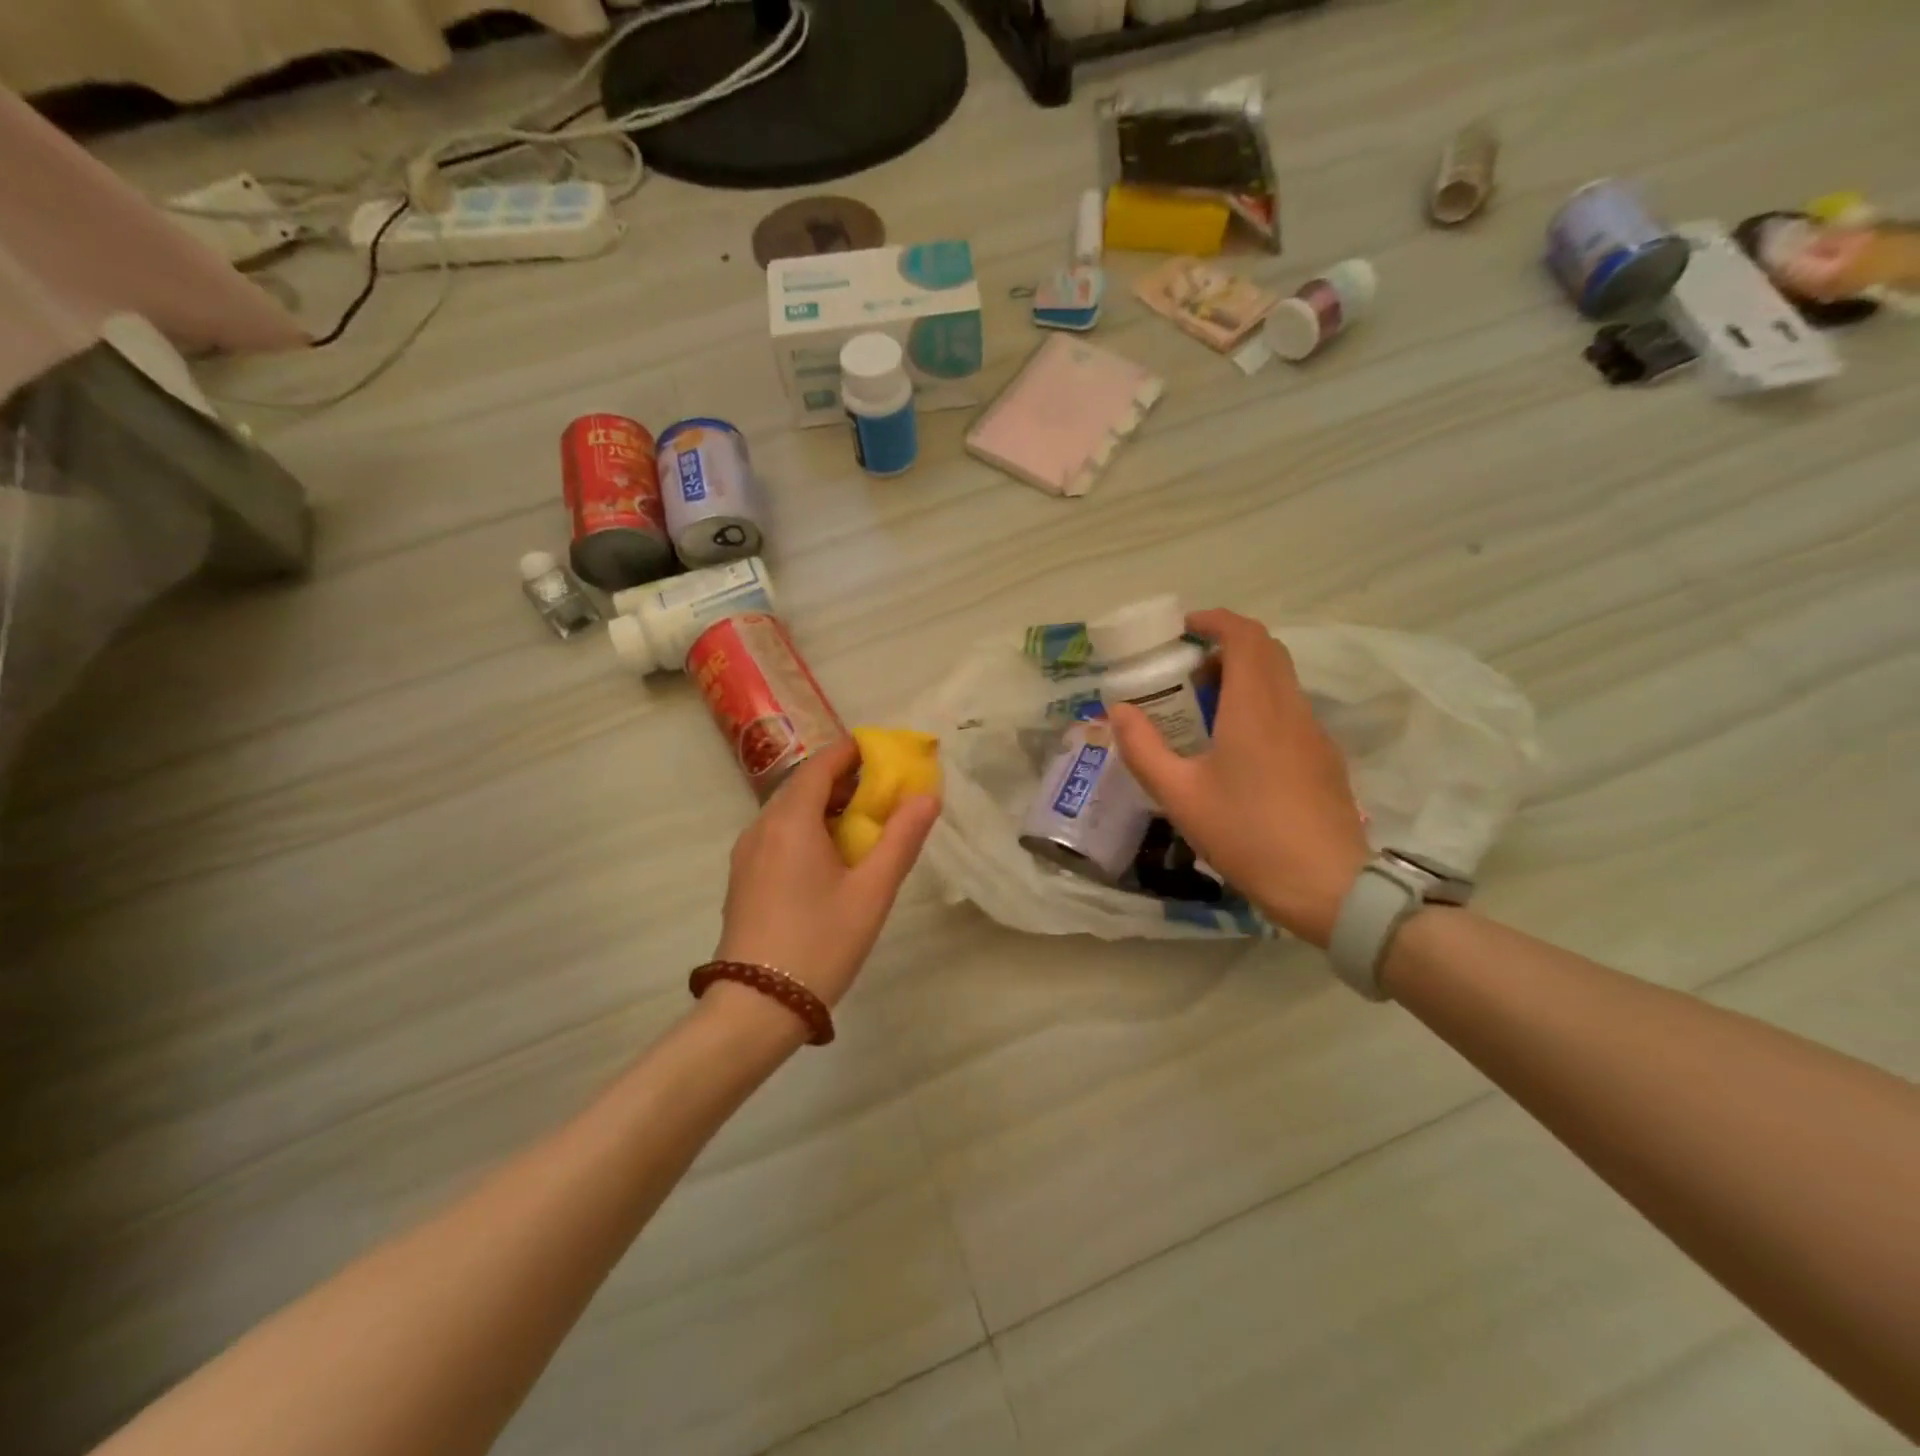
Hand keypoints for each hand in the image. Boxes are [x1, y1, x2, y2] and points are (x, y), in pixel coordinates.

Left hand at [714, 736, 940, 1008]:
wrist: (756, 1007)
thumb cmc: (820, 943)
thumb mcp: (872, 891)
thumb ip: (901, 839)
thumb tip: (927, 796)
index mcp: (791, 821)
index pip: (821, 765)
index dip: (852, 752)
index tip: (883, 752)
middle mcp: (761, 828)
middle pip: (803, 786)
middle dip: (843, 780)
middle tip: (882, 791)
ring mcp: (747, 855)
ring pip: (788, 812)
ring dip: (825, 807)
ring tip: (863, 824)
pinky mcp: (743, 879)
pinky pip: (778, 836)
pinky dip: (807, 830)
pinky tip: (830, 858)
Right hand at [1109, 609, 1368, 946]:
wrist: (1328, 886)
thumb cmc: (1246, 834)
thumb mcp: (1179, 795)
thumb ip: (1143, 748)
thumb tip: (1117, 711)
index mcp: (1254, 707)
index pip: (1245, 636)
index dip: (1216, 621)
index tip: (1185, 628)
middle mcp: (1290, 707)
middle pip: (1266, 651)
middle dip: (1226, 647)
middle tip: (1188, 673)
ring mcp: (1313, 732)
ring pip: (1281, 681)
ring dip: (1244, 678)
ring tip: (1205, 713)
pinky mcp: (1324, 758)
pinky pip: (1290, 710)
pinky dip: (1261, 705)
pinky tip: (1237, 750)